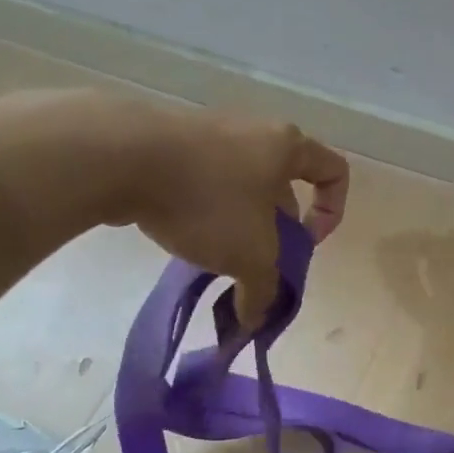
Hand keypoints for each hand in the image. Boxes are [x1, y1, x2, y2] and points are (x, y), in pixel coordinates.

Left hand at [129, 108, 350, 325]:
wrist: (118, 157)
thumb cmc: (207, 200)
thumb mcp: (250, 256)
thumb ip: (264, 290)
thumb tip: (254, 320)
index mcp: (287, 147)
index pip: (335, 172)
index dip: (332, 212)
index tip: (305, 244)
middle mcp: (254, 132)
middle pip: (283, 186)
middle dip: (276, 230)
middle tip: (256, 264)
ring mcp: (210, 132)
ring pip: (240, 186)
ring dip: (238, 224)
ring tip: (215, 255)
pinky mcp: (170, 142)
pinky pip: (203, 180)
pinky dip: (203, 209)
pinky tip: (182, 234)